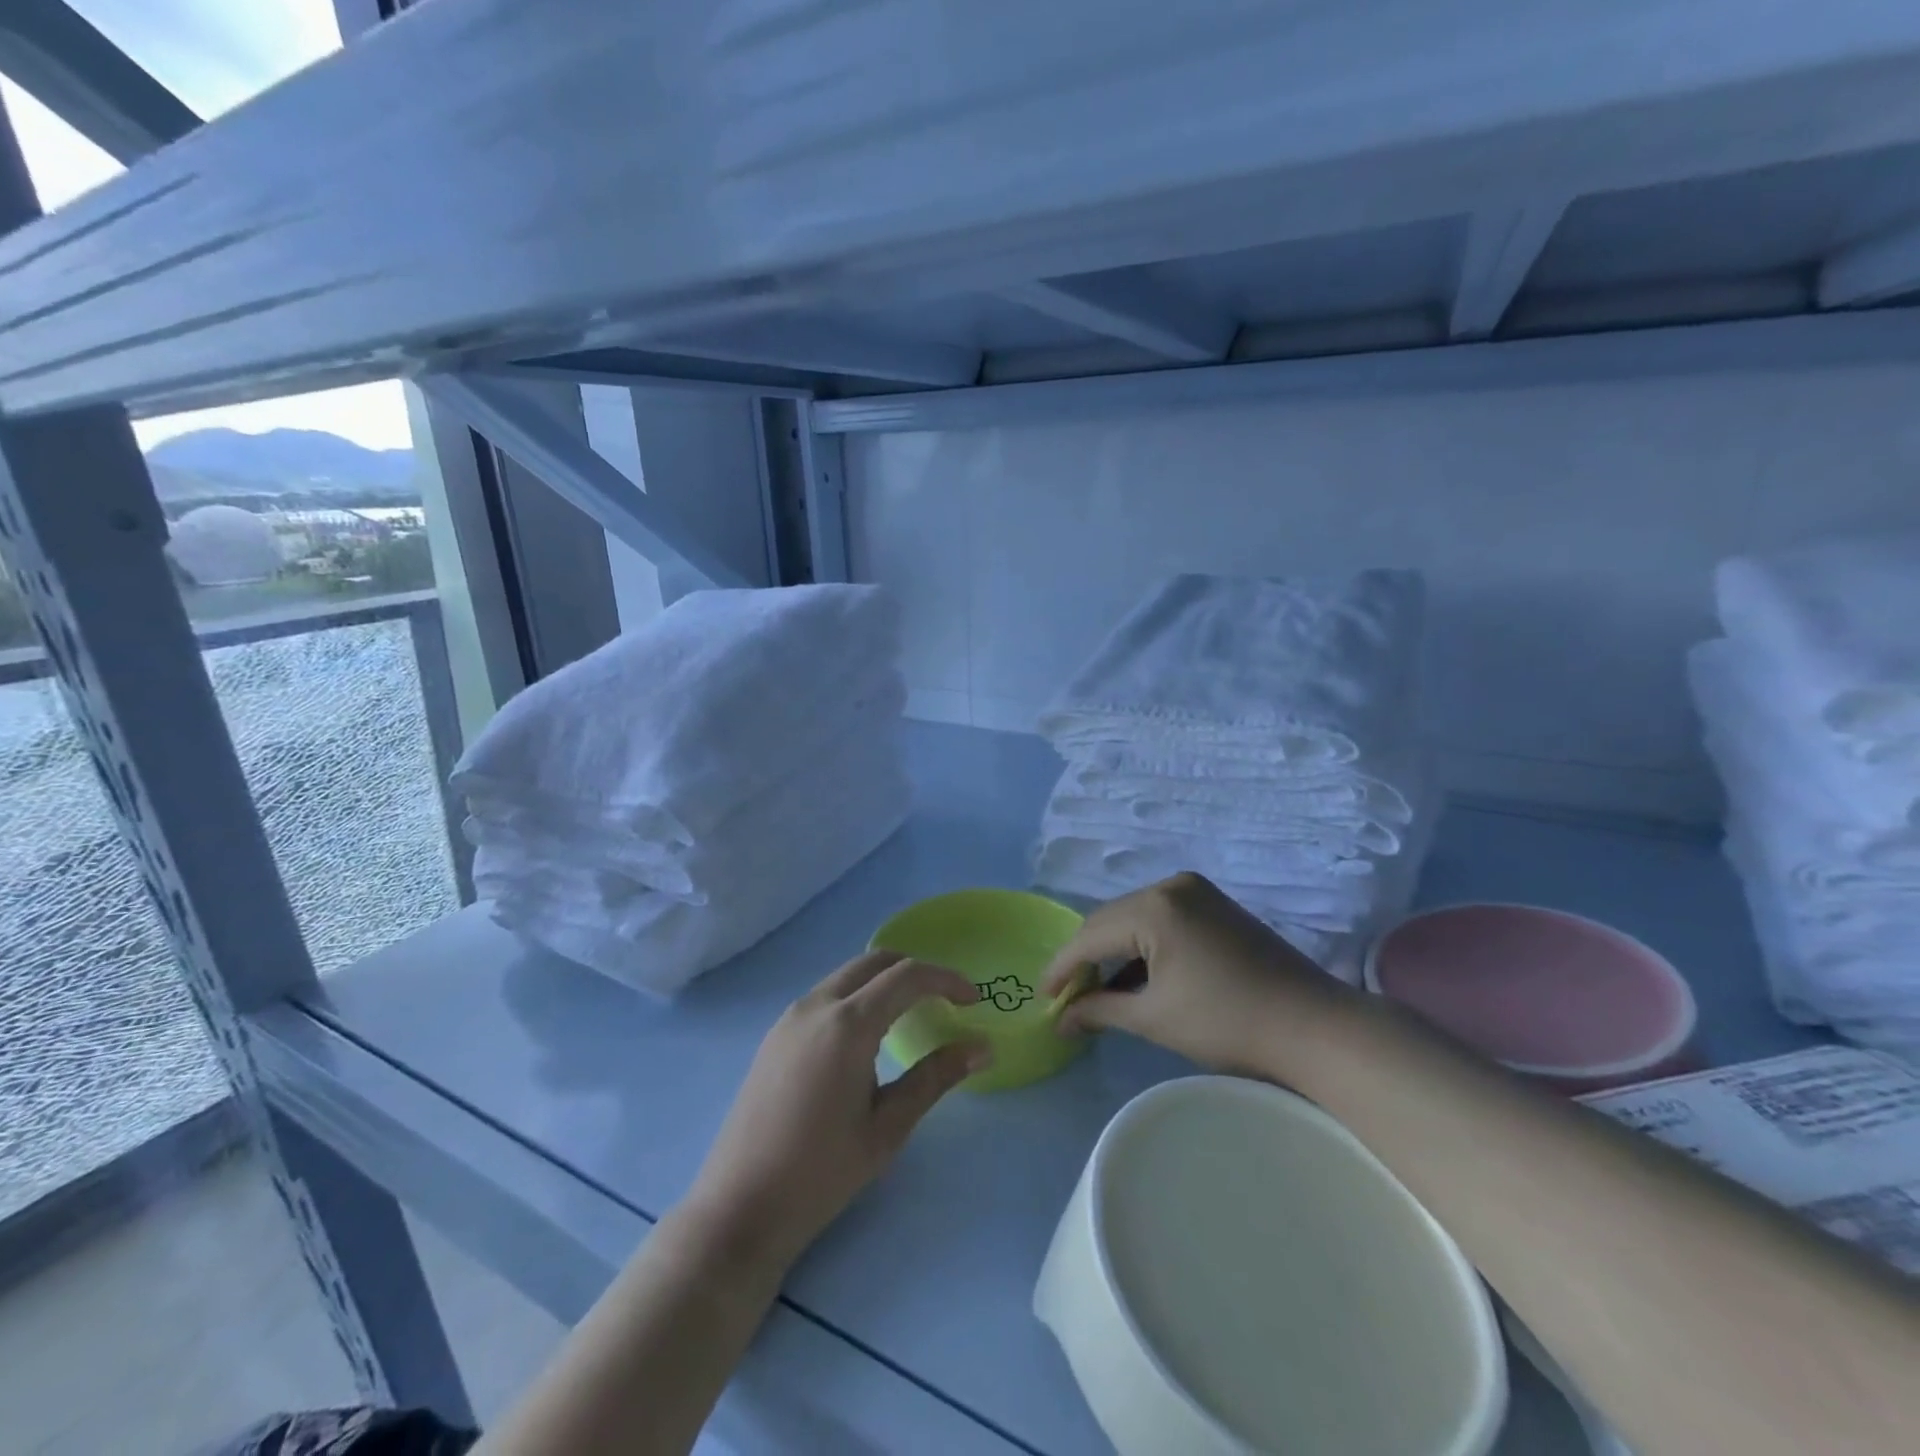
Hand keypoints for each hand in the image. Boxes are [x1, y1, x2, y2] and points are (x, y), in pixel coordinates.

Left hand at [686, 952, 989, 1269]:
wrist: (739, 1208)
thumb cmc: (821, 1172)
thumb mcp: (888, 1127)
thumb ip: (935, 1078)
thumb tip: (982, 1047)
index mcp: (847, 1024)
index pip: (907, 976)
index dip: (946, 980)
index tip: (974, 1000)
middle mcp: (816, 1005)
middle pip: (875, 962)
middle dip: (916, 972)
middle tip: (945, 1003)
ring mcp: (790, 1017)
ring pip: (848, 975)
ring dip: (884, 983)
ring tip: (911, 1018)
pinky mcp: (776, 1035)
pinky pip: (826, 996)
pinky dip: (857, 997)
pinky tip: (867, 1038)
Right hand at [1040, 872, 1350, 1077]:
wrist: (1313, 1026)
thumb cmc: (1227, 1024)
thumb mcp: (1154, 1018)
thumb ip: (1100, 1010)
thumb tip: (1061, 1019)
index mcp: (1153, 908)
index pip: (1089, 935)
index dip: (1062, 968)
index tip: (1042, 997)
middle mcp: (1170, 886)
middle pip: (1109, 920)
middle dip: (1086, 958)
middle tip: (1068, 998)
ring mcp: (1195, 891)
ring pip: (1133, 917)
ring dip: (1113, 951)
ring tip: (1098, 990)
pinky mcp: (1213, 903)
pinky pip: (1160, 918)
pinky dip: (1142, 945)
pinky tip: (1135, 975)